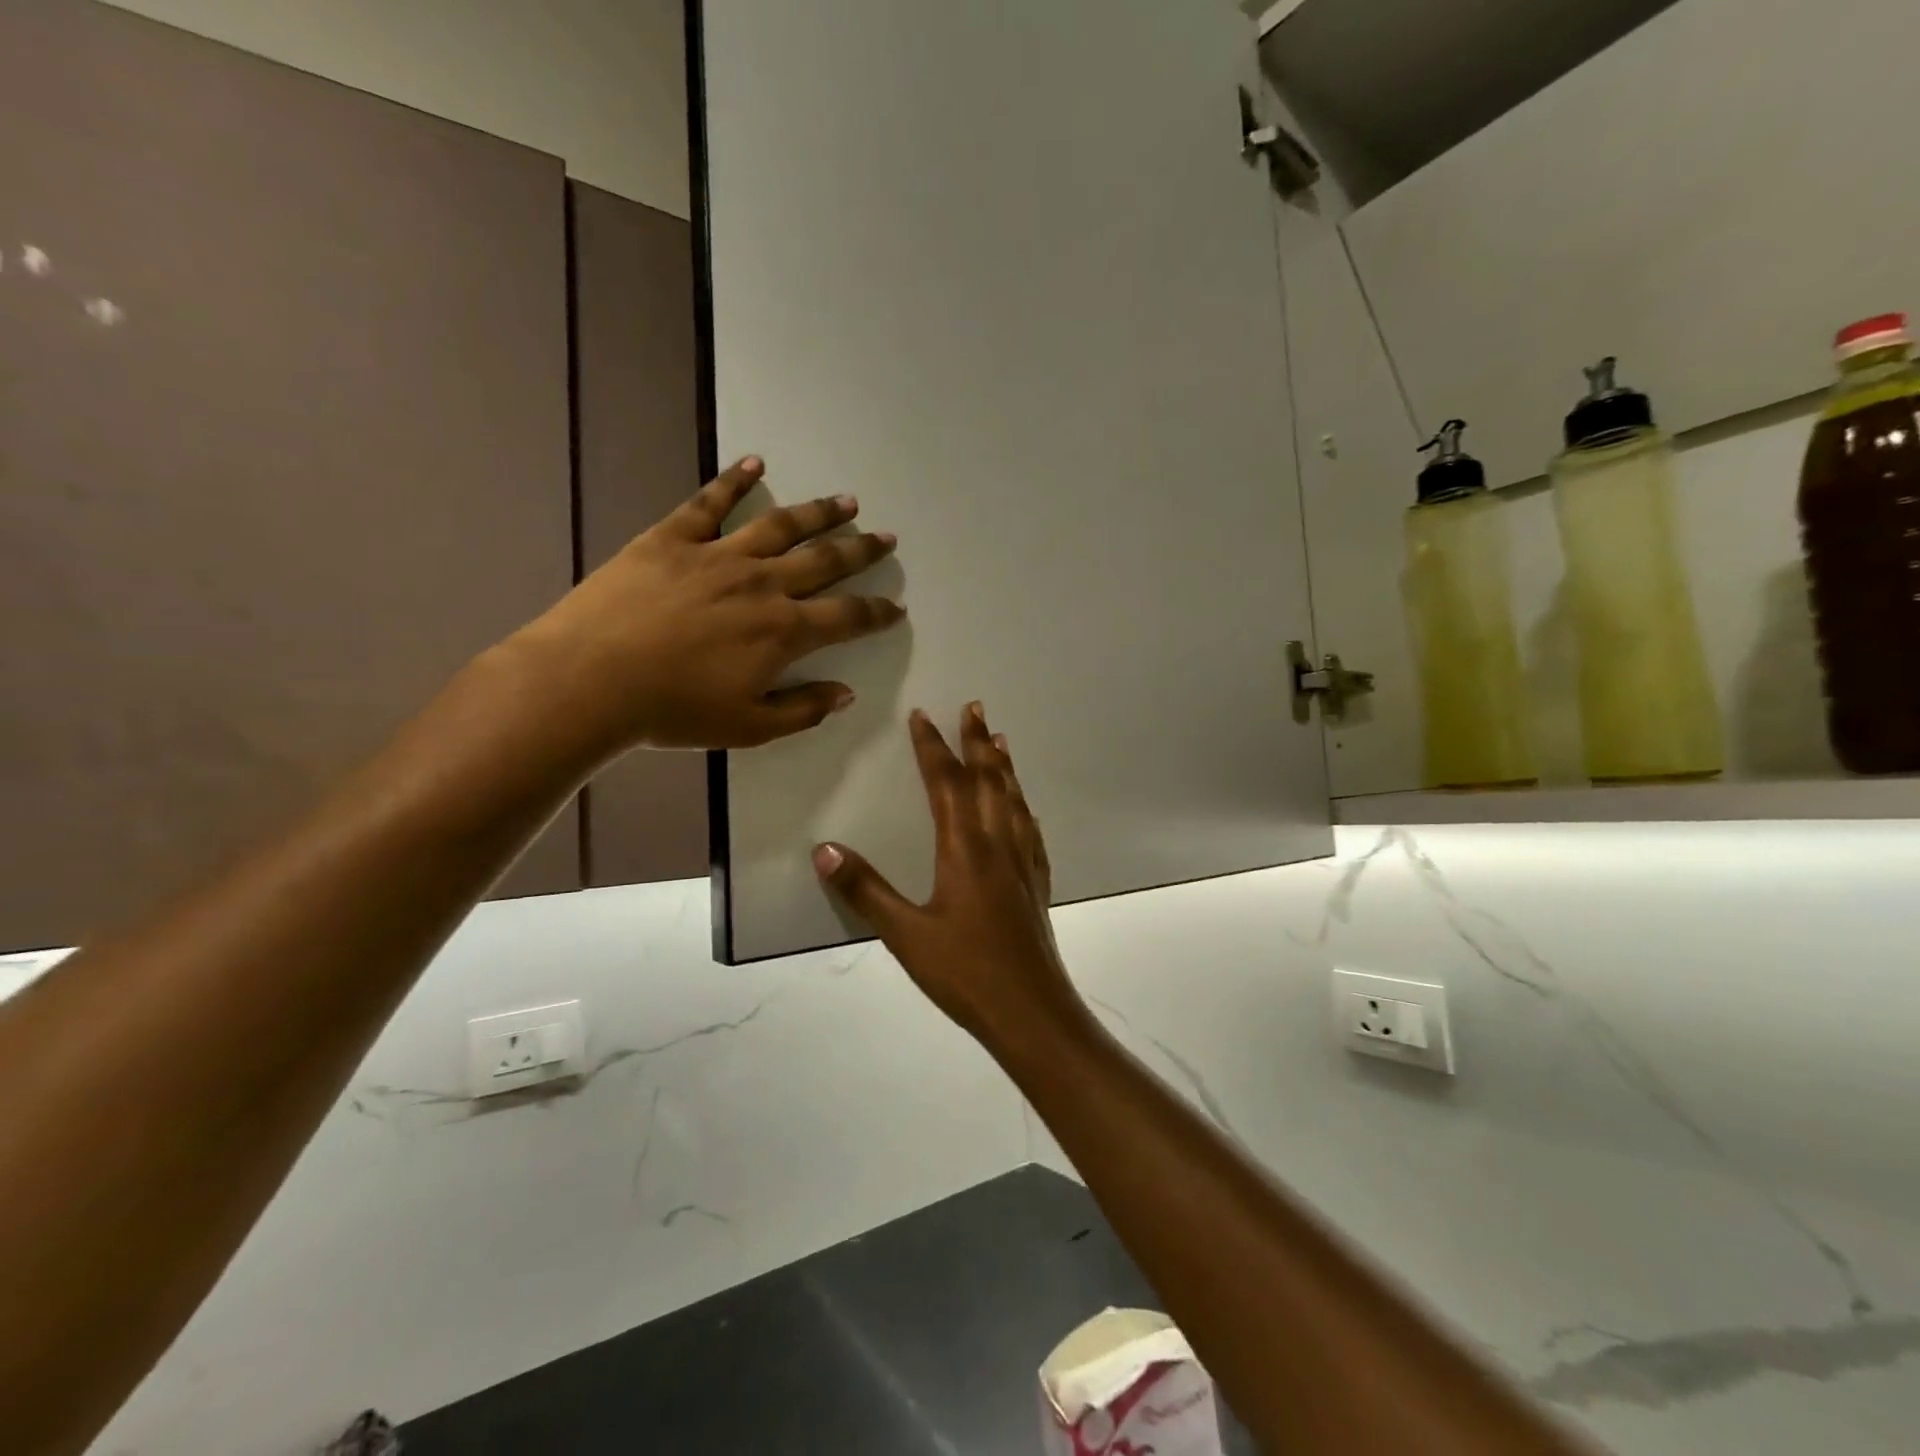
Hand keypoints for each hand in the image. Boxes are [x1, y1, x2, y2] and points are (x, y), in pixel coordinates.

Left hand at [511, 457, 903, 756]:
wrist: (590, 679)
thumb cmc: (673, 711)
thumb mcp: (748, 727)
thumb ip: (803, 709)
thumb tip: (845, 693)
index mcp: (783, 632)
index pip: (846, 617)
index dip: (876, 612)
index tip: (896, 606)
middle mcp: (762, 584)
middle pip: (825, 561)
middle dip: (861, 550)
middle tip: (887, 537)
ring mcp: (718, 555)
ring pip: (781, 525)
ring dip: (819, 512)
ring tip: (847, 500)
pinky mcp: (673, 538)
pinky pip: (710, 502)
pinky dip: (734, 479)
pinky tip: (756, 462)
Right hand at [813, 704, 1089, 1050]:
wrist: (1031, 1011)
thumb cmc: (965, 973)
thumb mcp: (905, 934)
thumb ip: (865, 890)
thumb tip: (824, 850)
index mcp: (965, 850)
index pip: (946, 784)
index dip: (933, 748)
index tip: (923, 716)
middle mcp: (997, 845)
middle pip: (988, 781)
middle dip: (977, 741)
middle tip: (975, 706)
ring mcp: (1022, 864)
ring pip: (1013, 800)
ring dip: (1004, 766)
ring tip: (1000, 740)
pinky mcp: (1036, 885)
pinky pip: (1029, 831)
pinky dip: (1022, 807)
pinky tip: (1024, 809)